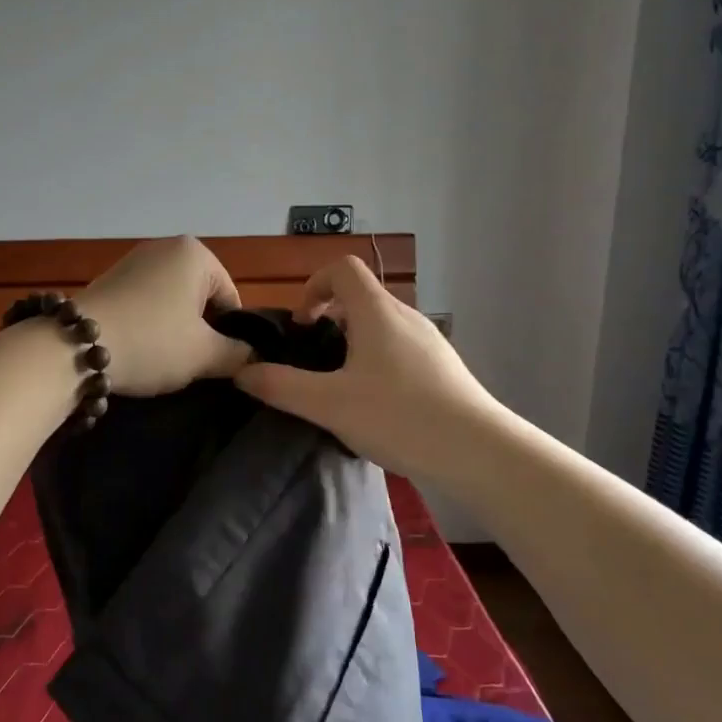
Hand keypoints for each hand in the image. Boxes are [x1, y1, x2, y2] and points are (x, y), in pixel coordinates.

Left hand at [80, 237, 251, 395]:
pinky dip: (148, 325)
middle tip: (190, 363)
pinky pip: (144, 303)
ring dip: (173, 330)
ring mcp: (132, 261)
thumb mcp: (204, 354)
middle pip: (200, 298)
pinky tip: (139, 349)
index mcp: (195, 253)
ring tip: (163, 360)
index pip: (230, 299)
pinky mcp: (108, 279)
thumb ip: (237, 354)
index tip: (216, 362)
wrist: (74, 347)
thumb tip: (253, 358)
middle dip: (200, 330)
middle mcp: (164, 246)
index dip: (230, 335)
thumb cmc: (152, 341)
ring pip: (171, 302)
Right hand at [234, 256, 500, 480]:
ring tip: (342, 386)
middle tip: (315, 360)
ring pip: (382, 325)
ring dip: (354, 342)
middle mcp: (406, 317)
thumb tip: (241, 373)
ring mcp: (430, 342)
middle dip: (330, 319)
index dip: (314, 285)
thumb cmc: (399, 417)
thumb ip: (280, 386)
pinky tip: (377, 405)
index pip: (343, 268)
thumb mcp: (329, 405)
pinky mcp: (444, 367)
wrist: (479, 452)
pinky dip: (379, 361)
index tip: (303, 325)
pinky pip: (401, 348)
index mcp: (377, 312)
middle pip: (361, 297)